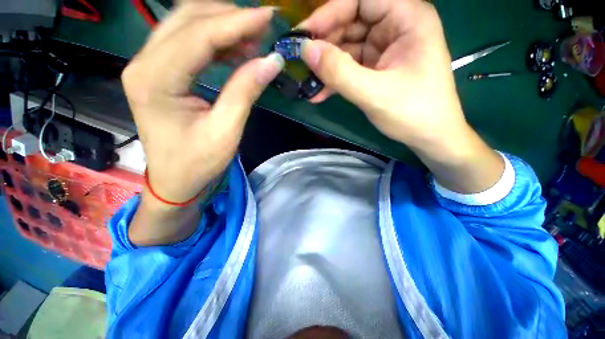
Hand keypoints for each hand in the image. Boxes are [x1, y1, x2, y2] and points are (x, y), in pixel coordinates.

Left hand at [122, 2, 283, 203]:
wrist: (174, 180)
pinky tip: (236, 50)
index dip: (237, 23)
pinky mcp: (159, 72)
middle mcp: (144, 63)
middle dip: (230, 17)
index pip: (200, 35)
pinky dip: (215, 40)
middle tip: (263, 27)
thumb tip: (271, 61)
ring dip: (222, 25)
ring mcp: (148, 65)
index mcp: (156, 80)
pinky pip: (187, 42)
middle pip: (188, 19)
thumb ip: (245, 92)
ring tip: (253, 39)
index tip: (269, 16)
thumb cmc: (198, 163)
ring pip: (185, 24)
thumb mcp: (226, 131)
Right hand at [298, 0, 464, 149]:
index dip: (329, 14)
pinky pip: (351, 66)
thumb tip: (306, 50)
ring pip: (348, 47)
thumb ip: (339, 72)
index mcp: (407, 17)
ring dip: (326, 66)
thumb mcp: (373, 93)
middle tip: (300, 62)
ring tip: (306, 83)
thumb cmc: (412, 113)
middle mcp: (396, 26)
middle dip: (324, 44)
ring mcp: (386, 49)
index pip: (360, 0)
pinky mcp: (378, 68)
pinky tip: (319, 93)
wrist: (430, 137)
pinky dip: (335, 79)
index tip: (303, 36)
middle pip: (351, 22)